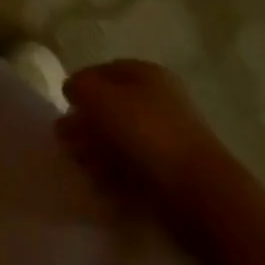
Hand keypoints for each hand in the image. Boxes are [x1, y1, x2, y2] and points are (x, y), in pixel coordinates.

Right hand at [58, 60, 227, 209]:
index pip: (104, 71)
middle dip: (86, 122)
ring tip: (79, 165)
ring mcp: (167, 138)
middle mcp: (159, 100)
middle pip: (112, 106)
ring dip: (96, 149)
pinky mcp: (171, 174)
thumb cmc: (148, 134)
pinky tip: (100, 183)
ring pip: (121, 138)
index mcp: (147, 74)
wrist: (201, 194)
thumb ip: (80, 86)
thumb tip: (72, 89)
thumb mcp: (101, 98)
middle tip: (65, 140)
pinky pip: (133, 167)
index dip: (81, 85)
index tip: (63, 106)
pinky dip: (114, 173)